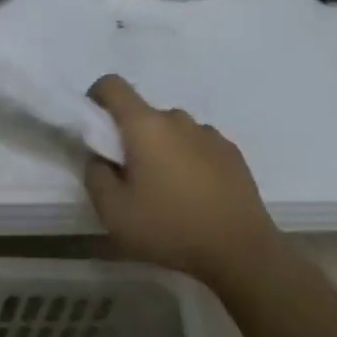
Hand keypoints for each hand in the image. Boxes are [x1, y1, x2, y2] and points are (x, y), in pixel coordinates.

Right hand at [82, 74, 277, 287]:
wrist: (241, 252)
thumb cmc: (170, 228)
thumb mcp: (113, 212)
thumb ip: (95, 175)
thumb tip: (99, 157)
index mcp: (145, 125)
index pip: (112, 85)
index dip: (97, 98)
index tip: (97, 129)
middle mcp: (177, 119)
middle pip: (143, 113)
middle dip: (131, 137)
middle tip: (132, 177)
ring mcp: (209, 133)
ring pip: (172, 130)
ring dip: (162, 149)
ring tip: (168, 191)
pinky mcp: (232, 152)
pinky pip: (198, 145)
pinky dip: (189, 160)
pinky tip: (197, 195)